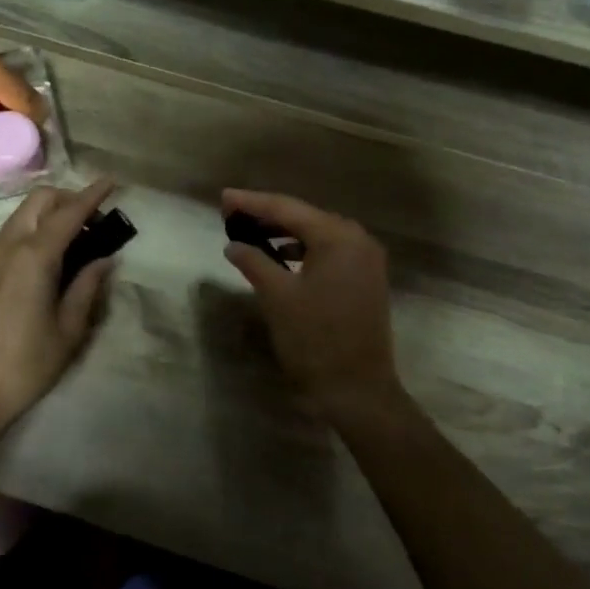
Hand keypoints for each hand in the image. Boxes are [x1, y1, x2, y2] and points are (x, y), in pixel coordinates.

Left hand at [0, 179, 118, 434]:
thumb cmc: (27, 364)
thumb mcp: (69, 329)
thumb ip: (88, 287)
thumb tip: (104, 260)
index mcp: (33, 257)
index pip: (68, 213)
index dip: (92, 195)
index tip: (111, 182)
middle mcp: (8, 246)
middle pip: (39, 200)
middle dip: (68, 199)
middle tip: (95, 223)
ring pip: (22, 214)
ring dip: (50, 214)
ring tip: (77, 242)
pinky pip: (11, 234)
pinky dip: (34, 230)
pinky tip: (50, 259)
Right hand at [221, 189, 402, 420]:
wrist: (357, 390)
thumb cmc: (315, 339)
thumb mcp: (277, 297)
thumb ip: (253, 262)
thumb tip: (234, 245)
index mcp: (338, 238)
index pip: (287, 209)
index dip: (252, 203)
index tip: (223, 198)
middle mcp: (358, 240)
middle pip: (305, 217)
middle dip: (268, 215)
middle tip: (232, 213)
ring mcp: (366, 260)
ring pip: (318, 235)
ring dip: (285, 233)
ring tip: (250, 232)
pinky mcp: (365, 279)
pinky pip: (329, 252)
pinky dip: (302, 250)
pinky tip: (280, 257)